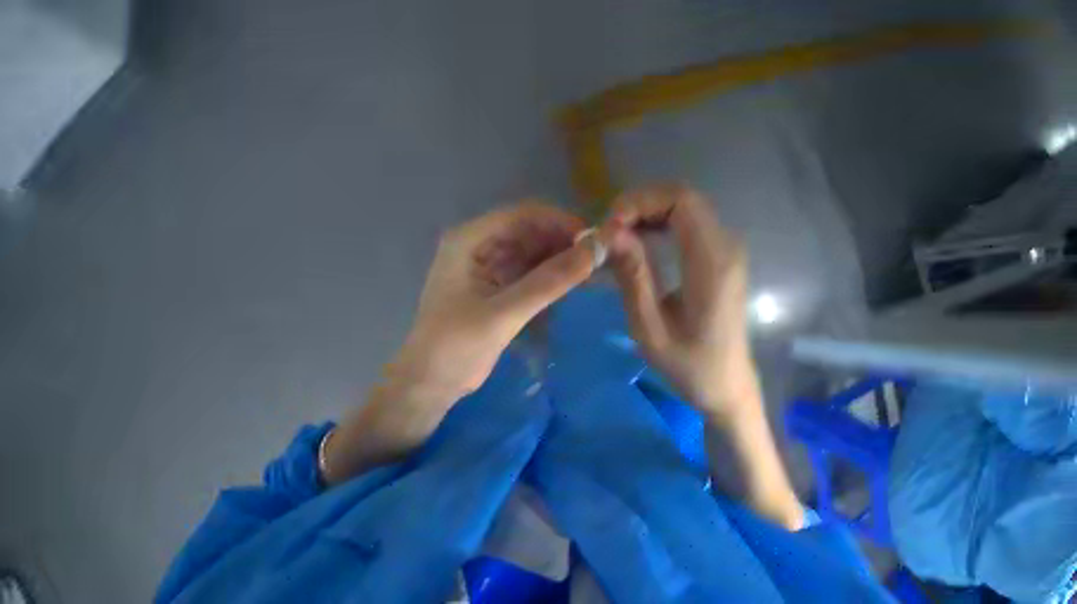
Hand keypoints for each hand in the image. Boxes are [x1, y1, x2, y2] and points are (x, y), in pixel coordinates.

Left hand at [322, 202, 595, 484]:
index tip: (598, 242)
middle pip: (530, 230)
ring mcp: (485, 265)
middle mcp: (478, 243)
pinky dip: (550, 277)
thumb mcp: (504, 313)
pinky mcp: (494, 286)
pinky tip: (574, 285)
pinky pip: (528, 271)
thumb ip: (550, 281)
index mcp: (470, 239)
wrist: (429, 384)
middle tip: (602, 260)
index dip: (562, 223)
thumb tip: (596, 250)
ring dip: (560, 259)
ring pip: (532, 251)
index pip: (524, 214)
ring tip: (595, 272)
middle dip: (564, 242)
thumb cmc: (456, 346)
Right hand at [603, 184, 802, 529]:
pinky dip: (662, 222)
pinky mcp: (724, 255)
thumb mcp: (651, 330)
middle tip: (609, 232)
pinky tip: (640, 242)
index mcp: (712, 264)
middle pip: (683, 196)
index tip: (611, 229)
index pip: (681, 200)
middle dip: (640, 204)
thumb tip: (610, 233)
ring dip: (649, 212)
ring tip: (618, 238)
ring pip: (686, 205)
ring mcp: (728, 249)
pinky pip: (691, 221)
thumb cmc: (690, 366)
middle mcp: (726, 247)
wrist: (728, 385)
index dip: (640, 202)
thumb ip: (633, 277)